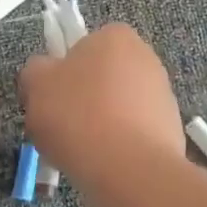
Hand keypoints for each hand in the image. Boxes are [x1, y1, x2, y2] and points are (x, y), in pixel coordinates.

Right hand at [19, 24, 186, 181]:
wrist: (130, 170)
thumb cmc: (78, 116)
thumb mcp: (36, 84)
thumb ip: (35, 70)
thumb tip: (44, 72)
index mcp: (114, 36)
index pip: (81, 46)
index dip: (61, 72)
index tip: (50, 99)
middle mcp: (145, 57)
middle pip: (100, 76)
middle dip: (82, 98)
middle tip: (61, 125)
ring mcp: (163, 93)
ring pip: (117, 106)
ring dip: (100, 123)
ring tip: (82, 151)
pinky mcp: (171, 128)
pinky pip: (133, 132)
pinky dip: (119, 144)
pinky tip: (104, 163)